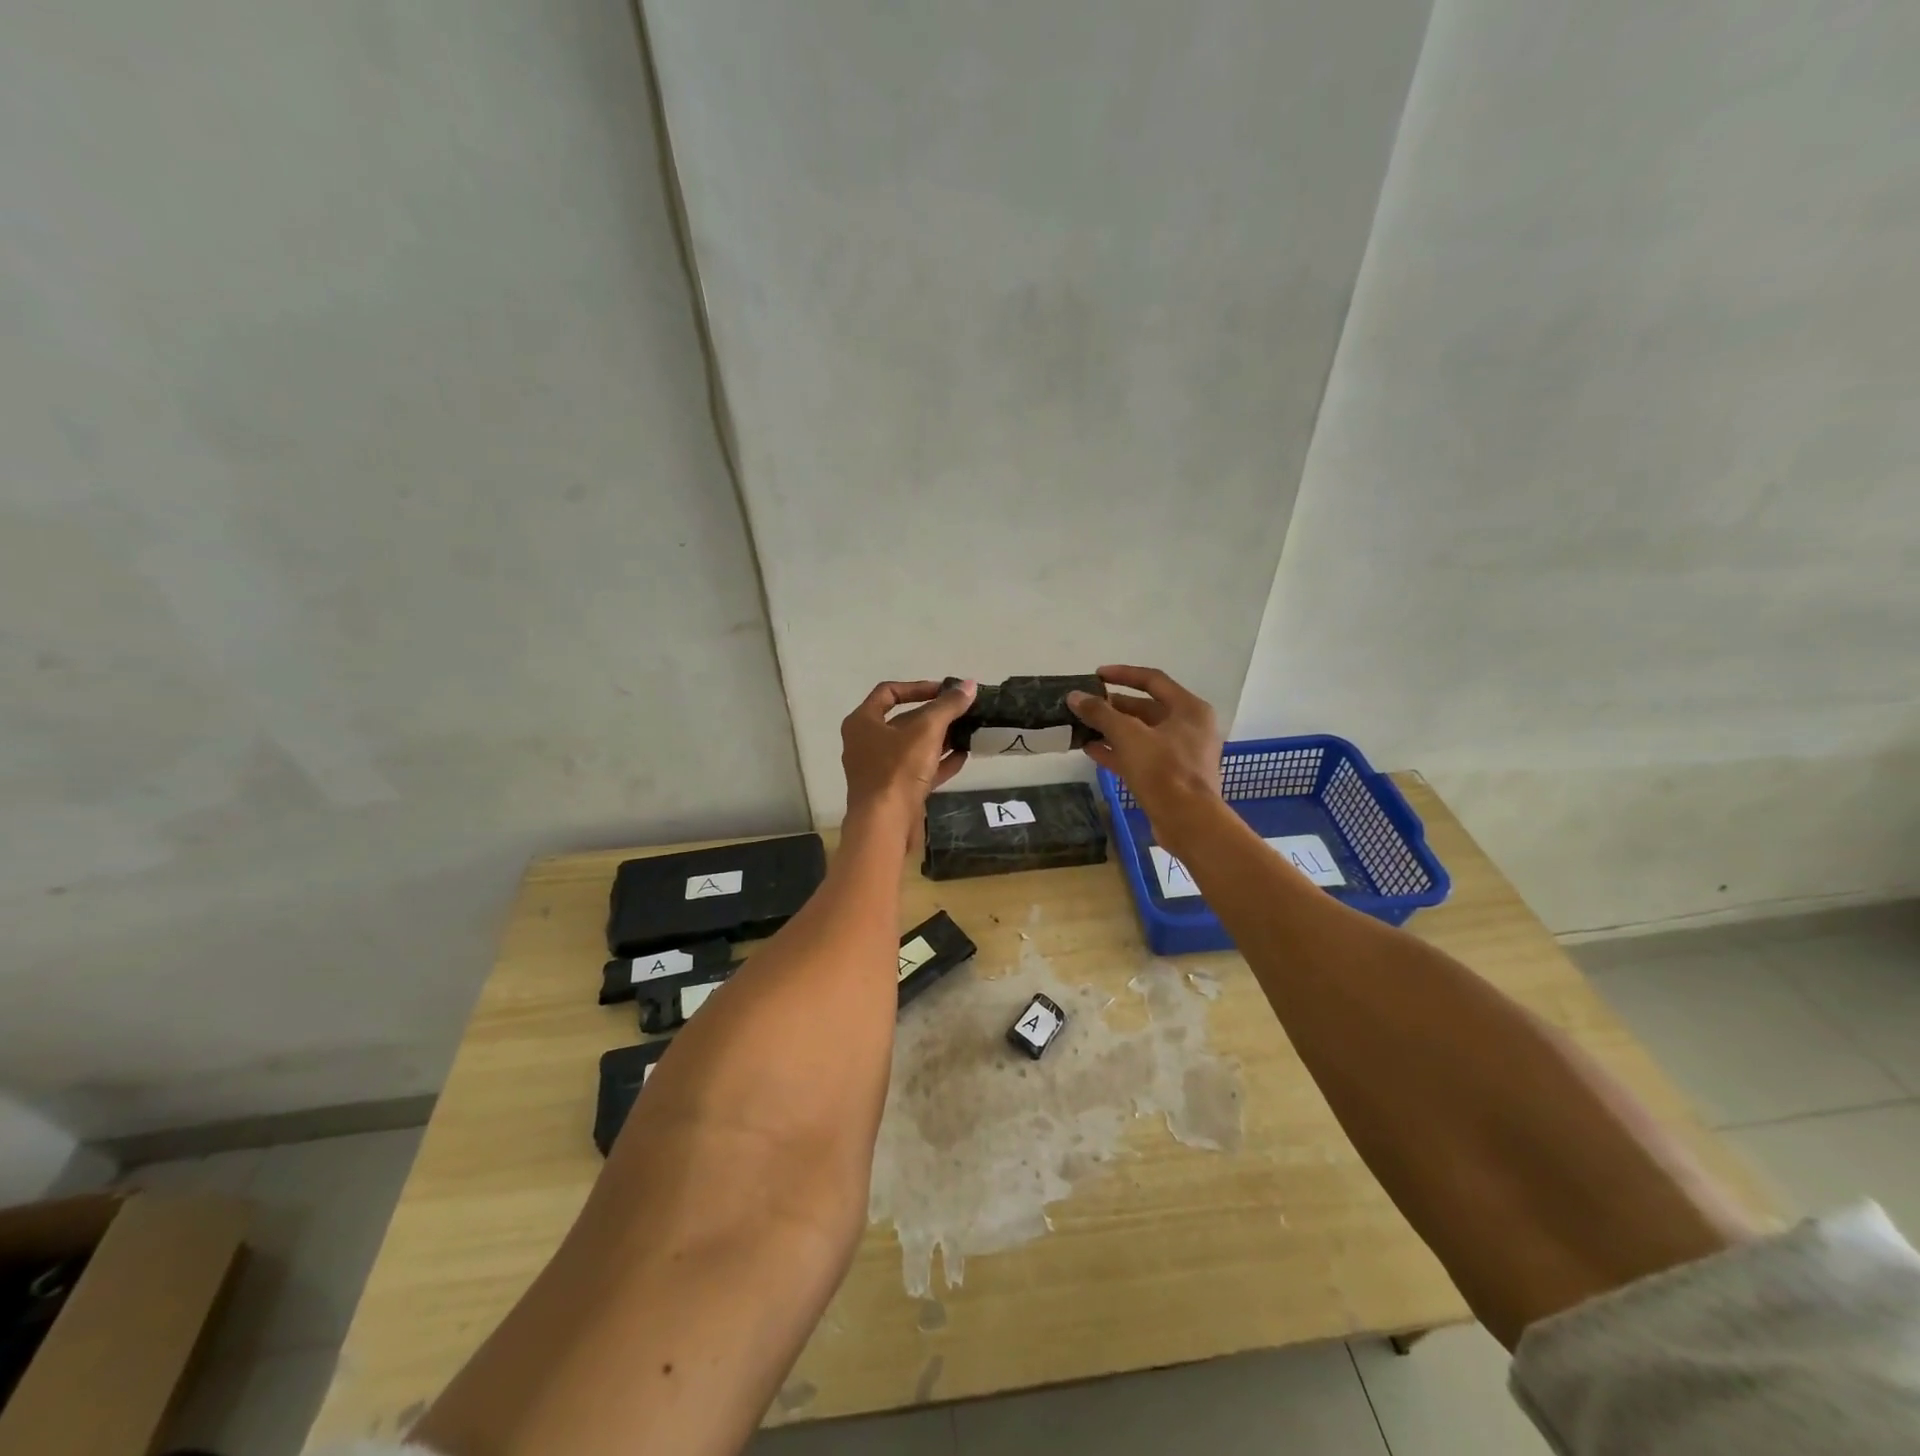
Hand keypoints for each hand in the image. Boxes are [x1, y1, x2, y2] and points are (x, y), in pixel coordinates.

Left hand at [841, 679, 976, 821]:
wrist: (884, 824)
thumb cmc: (898, 769)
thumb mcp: (927, 731)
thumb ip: (948, 706)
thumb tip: (970, 684)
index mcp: (862, 722)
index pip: (888, 692)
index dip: (918, 687)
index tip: (945, 691)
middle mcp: (866, 743)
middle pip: (903, 720)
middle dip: (934, 716)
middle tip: (962, 712)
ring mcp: (879, 769)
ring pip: (913, 747)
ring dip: (940, 739)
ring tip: (967, 732)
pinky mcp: (894, 791)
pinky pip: (918, 770)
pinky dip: (938, 762)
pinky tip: (963, 757)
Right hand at [1068, 666, 1223, 829]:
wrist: (1188, 822)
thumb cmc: (1163, 770)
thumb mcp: (1128, 736)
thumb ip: (1100, 713)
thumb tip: (1074, 696)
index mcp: (1189, 709)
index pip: (1153, 680)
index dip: (1123, 674)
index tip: (1096, 676)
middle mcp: (1189, 727)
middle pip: (1146, 708)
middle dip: (1114, 707)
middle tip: (1086, 706)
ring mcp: (1181, 753)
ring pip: (1141, 734)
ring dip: (1112, 730)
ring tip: (1083, 727)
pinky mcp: (1170, 776)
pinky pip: (1141, 756)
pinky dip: (1118, 751)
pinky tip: (1091, 750)